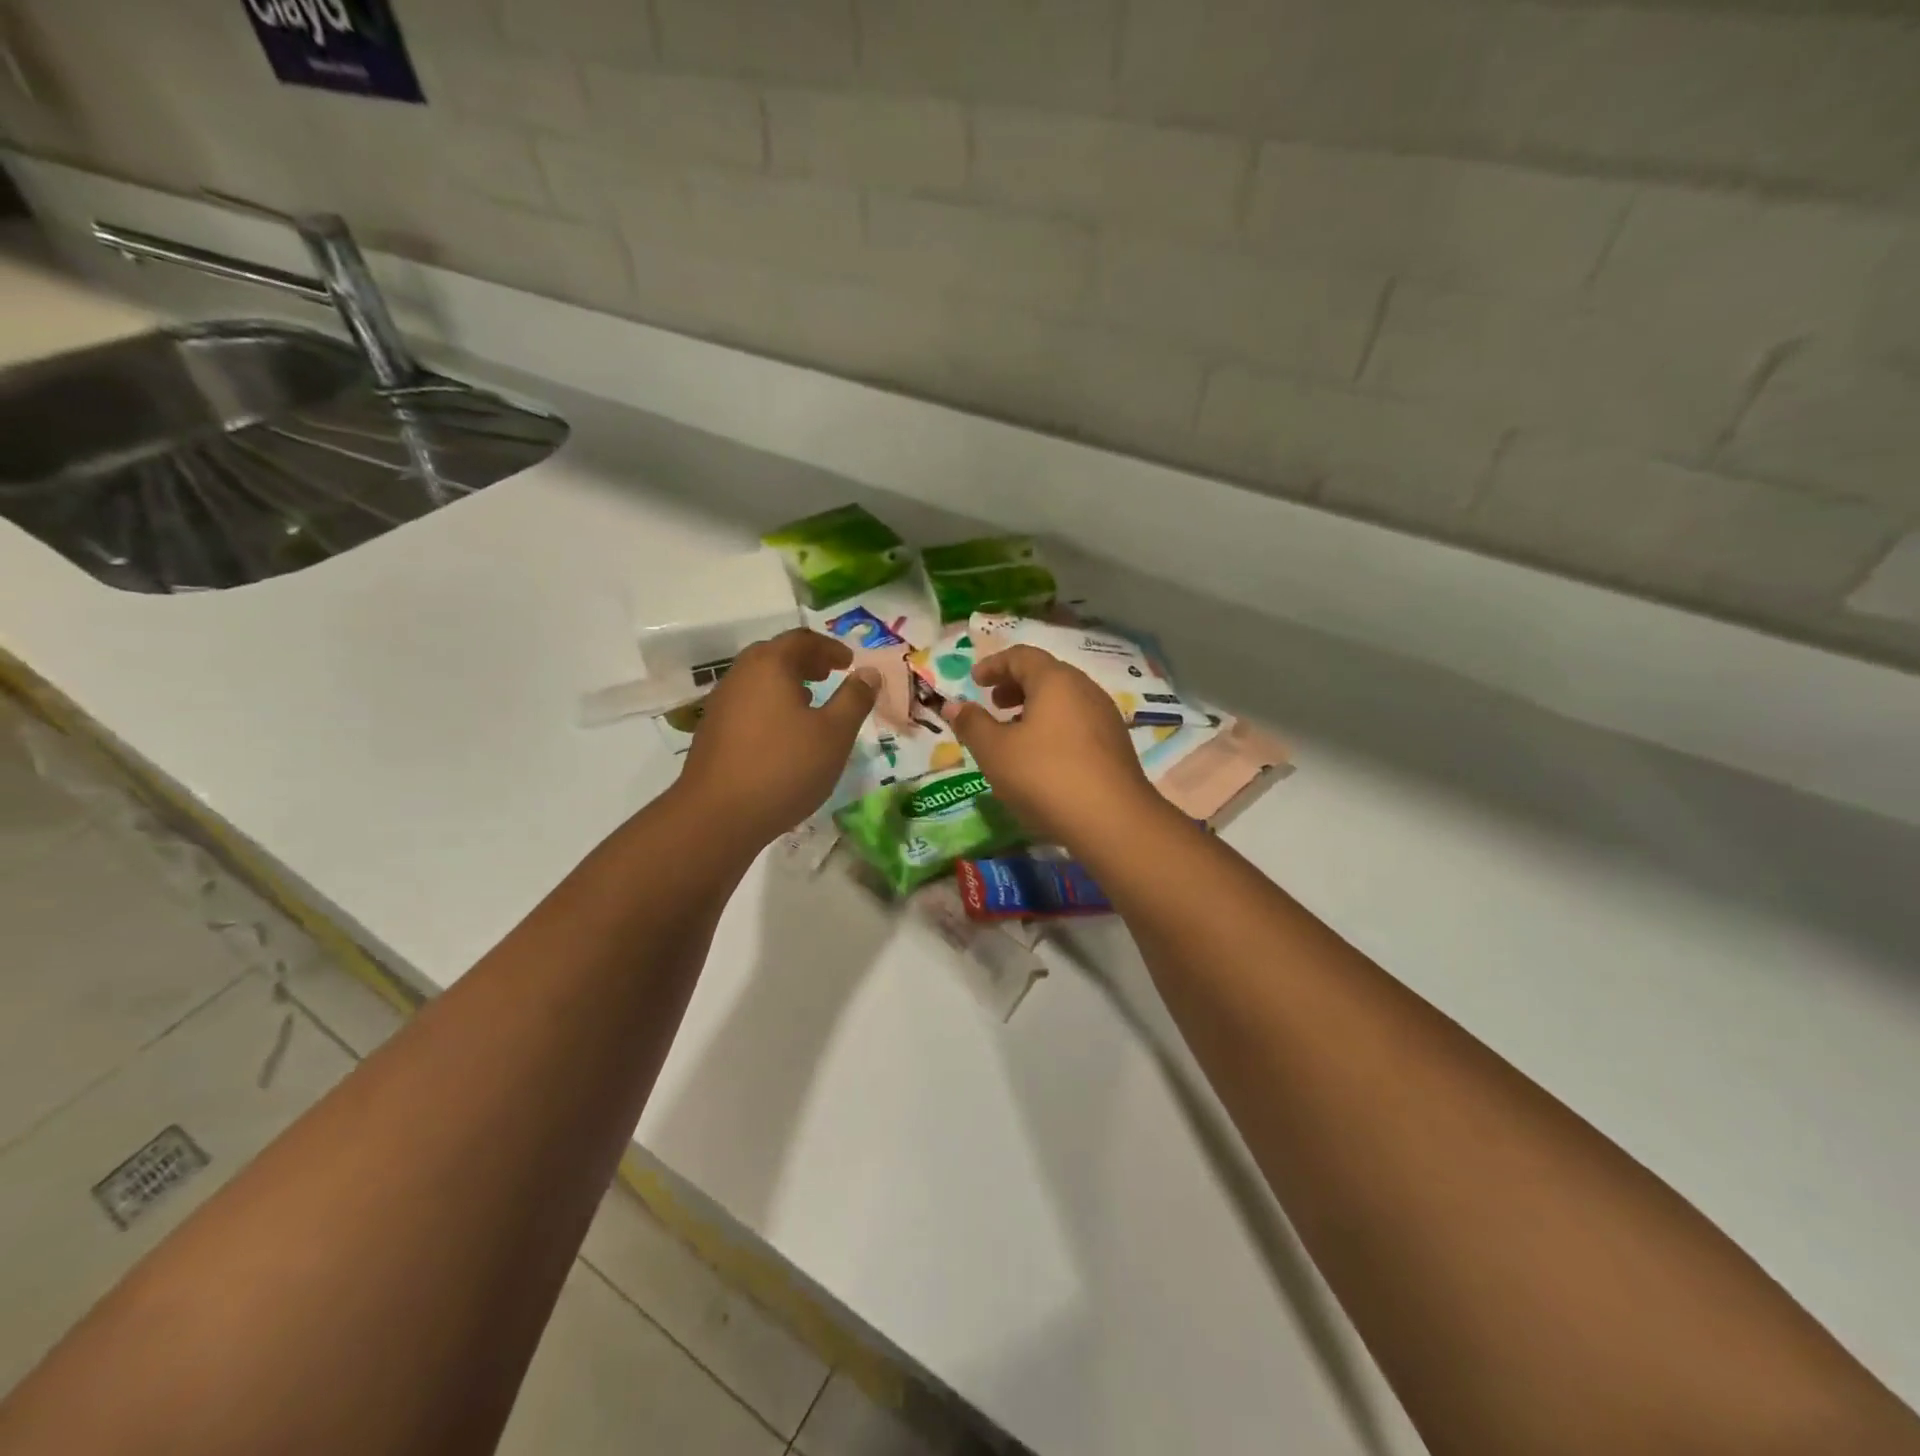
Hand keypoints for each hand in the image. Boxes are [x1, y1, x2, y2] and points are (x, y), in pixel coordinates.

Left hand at [678, 629, 878, 845]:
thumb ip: (854, 699)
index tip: (849, 662)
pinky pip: (747, 703)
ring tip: (810, 703)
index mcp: (770, 665)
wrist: (718, 816)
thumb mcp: (834, 734)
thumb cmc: (785, 767)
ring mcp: (721, 704)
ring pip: (758, 680)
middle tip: (830, 675)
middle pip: (775, 655)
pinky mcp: (712, 731)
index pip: (802, 640)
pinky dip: (771, 704)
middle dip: (806, 662)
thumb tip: (868, 673)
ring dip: (787, 683)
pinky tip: (784, 733)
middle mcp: (740, 675)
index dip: (829, 648)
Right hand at [941, 646, 1164, 846]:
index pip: (1022, 656)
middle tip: (993, 705)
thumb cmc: (1045, 777)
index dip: (994, 665)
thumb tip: (954, 705)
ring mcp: (1105, 716)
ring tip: (1014, 734)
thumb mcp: (995, 752)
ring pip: (1064, 700)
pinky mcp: (1116, 744)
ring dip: (1035, 708)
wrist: (1113, 821)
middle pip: (1046, 675)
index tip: (974, 681)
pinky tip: (1043, 757)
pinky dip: (1054, 726)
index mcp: (1056, 681)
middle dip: (1015, 685)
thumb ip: (972, 724)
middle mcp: (1085, 689)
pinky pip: (1078, 722)